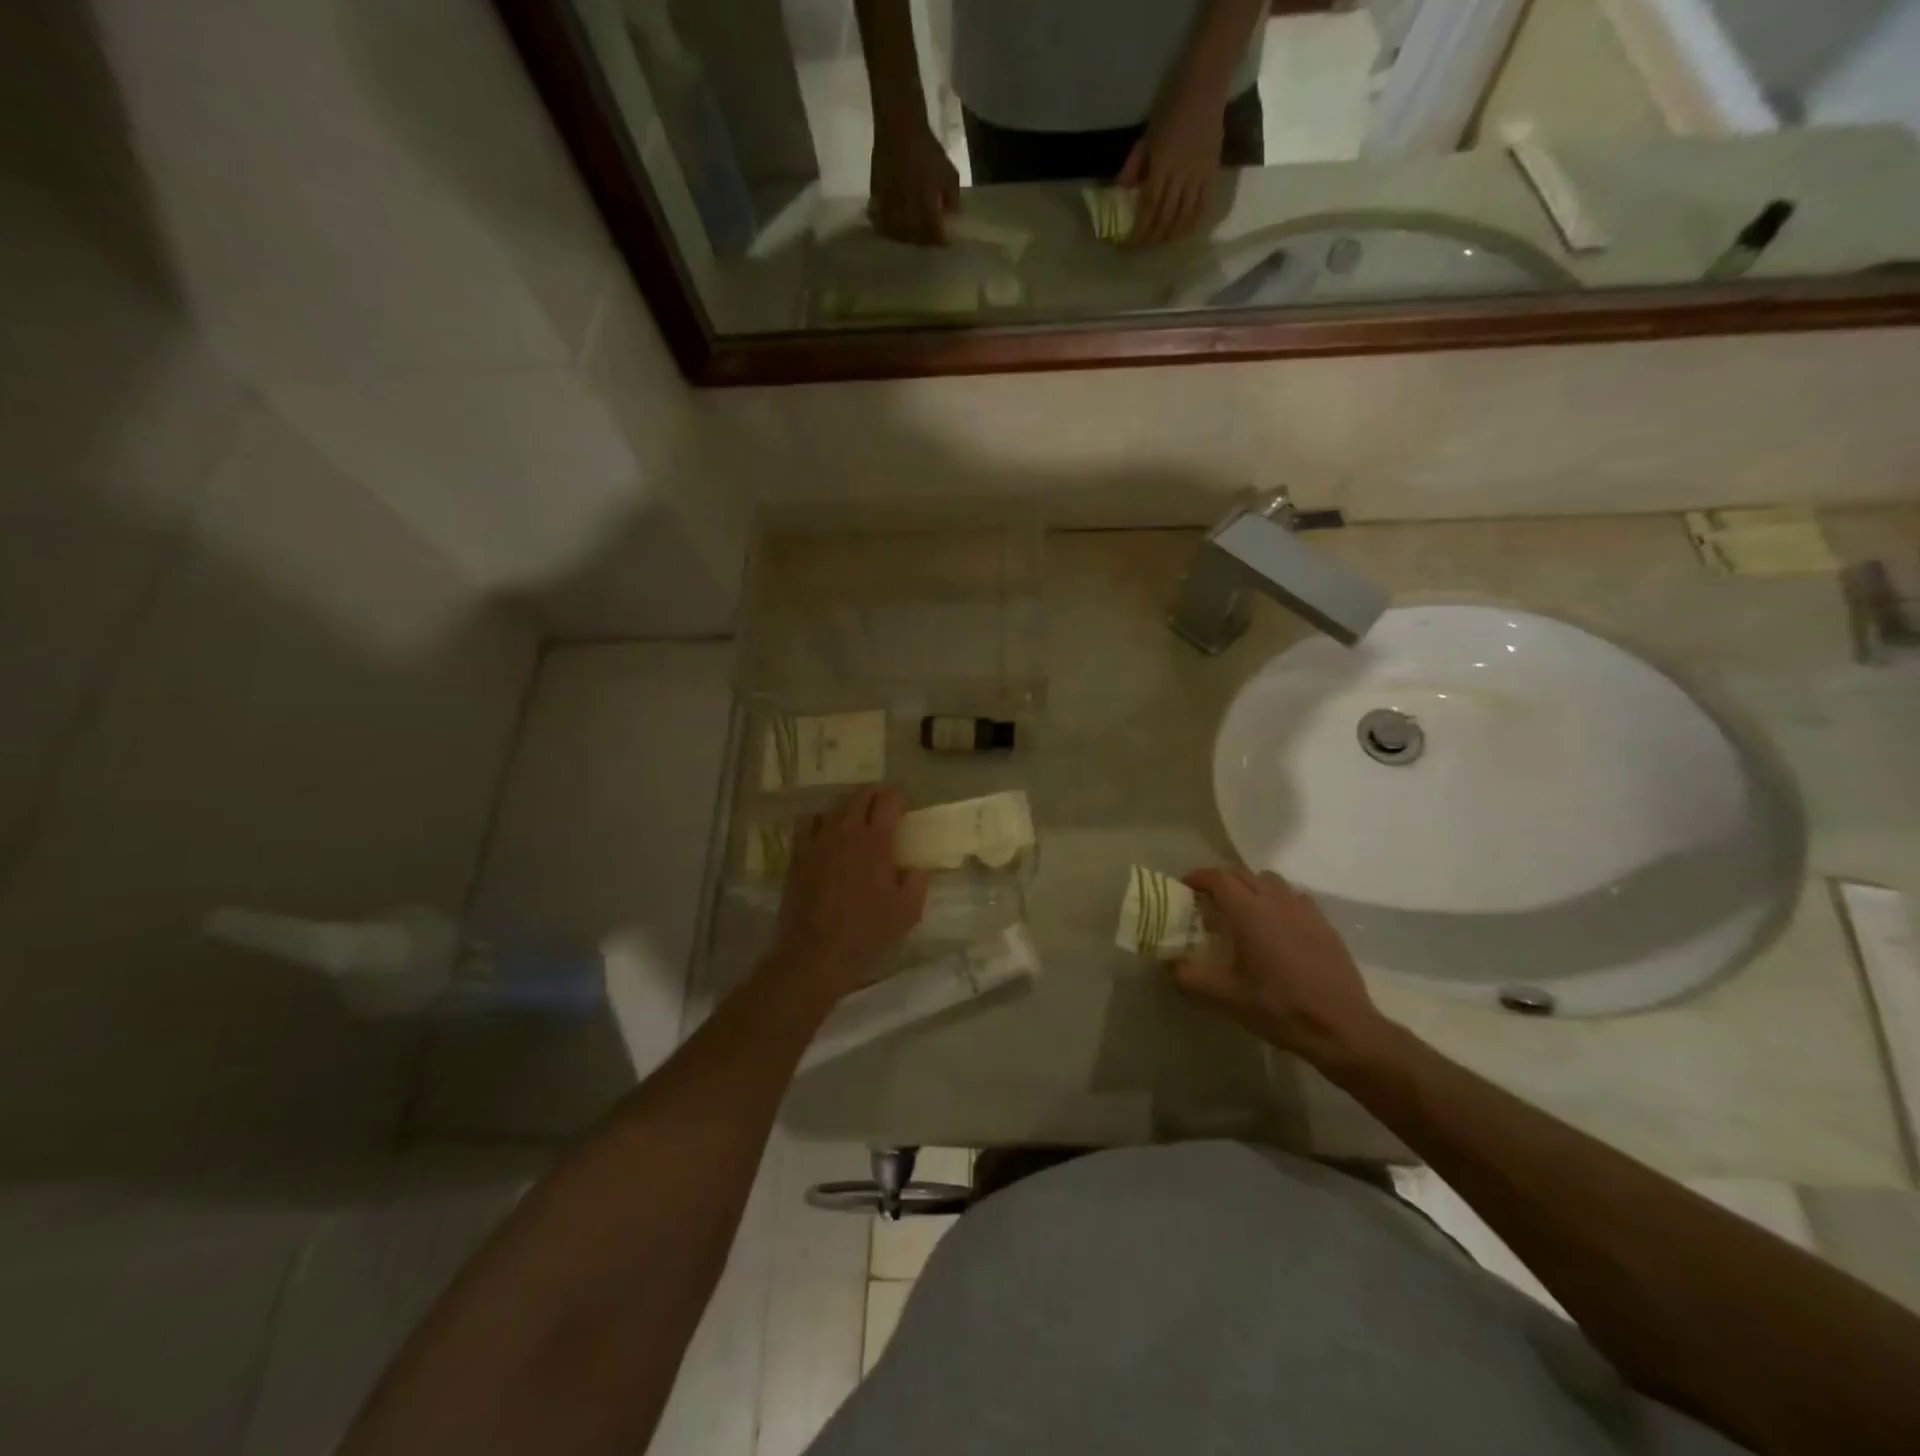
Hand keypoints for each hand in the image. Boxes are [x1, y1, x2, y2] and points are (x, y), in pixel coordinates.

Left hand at [770, 787, 928, 1003]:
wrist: (816, 954)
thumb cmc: (867, 933)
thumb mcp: (908, 911)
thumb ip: (916, 882)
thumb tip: (913, 868)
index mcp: (876, 841)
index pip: (888, 799)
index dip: (898, 797)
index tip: (904, 807)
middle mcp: (846, 831)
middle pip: (860, 795)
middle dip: (875, 795)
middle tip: (884, 808)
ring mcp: (818, 841)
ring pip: (834, 806)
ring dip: (849, 807)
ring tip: (856, 820)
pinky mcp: (798, 854)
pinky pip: (808, 823)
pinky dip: (821, 821)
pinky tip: (825, 834)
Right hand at [868, 124, 958, 245]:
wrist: (900, 126)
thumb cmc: (928, 150)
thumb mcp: (949, 172)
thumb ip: (952, 198)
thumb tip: (952, 217)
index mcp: (927, 203)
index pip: (933, 234)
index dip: (939, 240)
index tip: (943, 241)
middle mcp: (907, 208)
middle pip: (914, 238)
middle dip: (922, 241)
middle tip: (927, 239)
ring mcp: (890, 204)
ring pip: (896, 232)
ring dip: (904, 237)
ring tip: (910, 236)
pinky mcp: (876, 197)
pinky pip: (880, 221)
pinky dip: (886, 227)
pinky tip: (892, 226)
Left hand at [1117, 81, 1224, 246]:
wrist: (1207, 80)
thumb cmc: (1172, 103)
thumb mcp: (1147, 134)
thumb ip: (1134, 164)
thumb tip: (1122, 192)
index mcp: (1162, 165)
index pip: (1147, 208)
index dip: (1138, 231)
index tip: (1128, 245)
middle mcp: (1181, 175)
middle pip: (1165, 218)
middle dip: (1152, 238)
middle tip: (1142, 249)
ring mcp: (1199, 174)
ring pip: (1184, 217)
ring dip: (1171, 235)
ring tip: (1161, 243)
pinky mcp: (1214, 171)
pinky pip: (1204, 205)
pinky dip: (1193, 224)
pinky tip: (1184, 232)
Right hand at [1175, 868, 1395, 1066]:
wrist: (1342, 1028)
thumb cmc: (1278, 1008)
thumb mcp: (1224, 998)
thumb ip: (1188, 978)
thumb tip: (1169, 964)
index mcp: (1249, 912)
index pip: (1218, 877)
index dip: (1198, 878)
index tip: (1185, 889)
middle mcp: (1276, 901)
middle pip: (1242, 873)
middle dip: (1220, 881)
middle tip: (1207, 901)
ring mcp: (1304, 910)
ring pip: (1270, 882)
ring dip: (1250, 887)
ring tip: (1242, 912)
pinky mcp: (1324, 924)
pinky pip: (1294, 898)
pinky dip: (1277, 902)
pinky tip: (1276, 927)